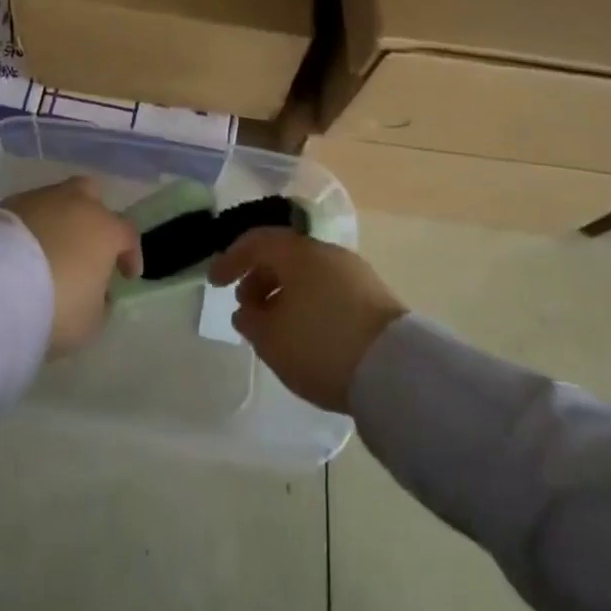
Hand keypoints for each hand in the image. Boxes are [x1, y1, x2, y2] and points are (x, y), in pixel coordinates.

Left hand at [1, 179, 140, 357]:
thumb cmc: (56, 304)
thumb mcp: (89, 322)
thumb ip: (100, 304)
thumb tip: (98, 294)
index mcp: (104, 228)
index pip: (128, 234)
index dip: (130, 254)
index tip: (127, 275)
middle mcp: (76, 204)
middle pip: (91, 196)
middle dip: (93, 216)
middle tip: (87, 244)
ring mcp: (38, 199)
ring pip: (55, 201)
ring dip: (57, 221)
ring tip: (48, 250)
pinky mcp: (5, 205)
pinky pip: (27, 213)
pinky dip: (29, 228)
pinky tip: (22, 251)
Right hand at [209, 230, 405, 413]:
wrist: (395, 369)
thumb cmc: (321, 344)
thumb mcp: (271, 339)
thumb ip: (250, 321)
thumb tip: (247, 311)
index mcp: (297, 252)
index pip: (256, 242)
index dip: (231, 259)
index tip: (214, 282)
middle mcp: (325, 252)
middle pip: (284, 255)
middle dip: (260, 278)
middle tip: (246, 308)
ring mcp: (354, 272)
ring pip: (308, 273)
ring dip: (285, 292)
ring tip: (276, 326)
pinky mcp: (373, 297)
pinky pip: (328, 289)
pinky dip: (309, 302)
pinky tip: (307, 333)